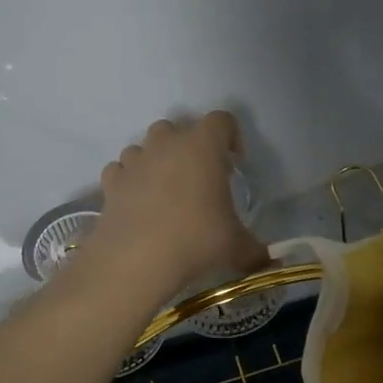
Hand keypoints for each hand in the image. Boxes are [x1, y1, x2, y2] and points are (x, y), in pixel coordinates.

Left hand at [88, 113, 268, 298]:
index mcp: (203, 146)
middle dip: (188, 147)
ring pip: (145, 147)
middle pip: (177, 128)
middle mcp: (166, 144)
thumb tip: (271, 262)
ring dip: (155, 161)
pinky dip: (129, 181)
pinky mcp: (110, 182)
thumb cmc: (196, 240)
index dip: (231, 137)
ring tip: (165, 192)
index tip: (234, 163)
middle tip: (198, 179)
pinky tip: (137, 203)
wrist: (136, 259)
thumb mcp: (236, 247)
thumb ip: (256, 250)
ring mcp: (134, 160)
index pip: (221, 120)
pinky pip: (120, 170)